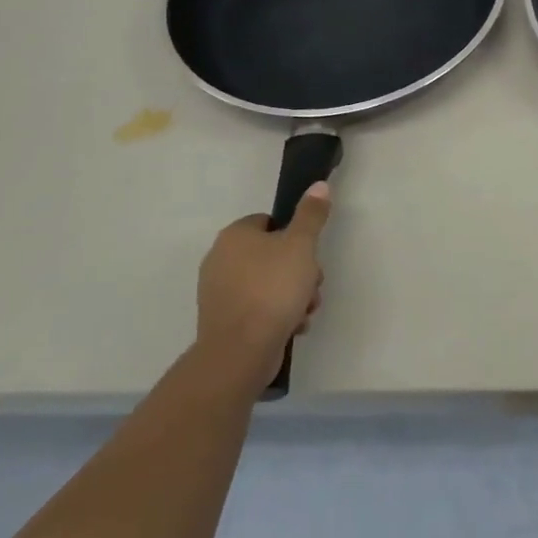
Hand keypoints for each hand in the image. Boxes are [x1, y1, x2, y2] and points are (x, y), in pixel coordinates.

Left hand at [196, 183, 329, 391]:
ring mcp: (219, 293)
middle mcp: (220, 260)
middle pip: (272, 255)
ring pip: (267, 284)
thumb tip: (319, 185)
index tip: (309, 254)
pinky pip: (257, 308)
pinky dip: (276, 315)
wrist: (240, 352)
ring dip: (293, 295)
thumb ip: (311, 215)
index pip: (269, 222)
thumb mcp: (301, 245)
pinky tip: (293, 326)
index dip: (294, 236)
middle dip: (299, 271)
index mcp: (234, 236)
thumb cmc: (272, 289)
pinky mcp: (223, 321)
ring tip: (306, 311)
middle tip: (313, 285)